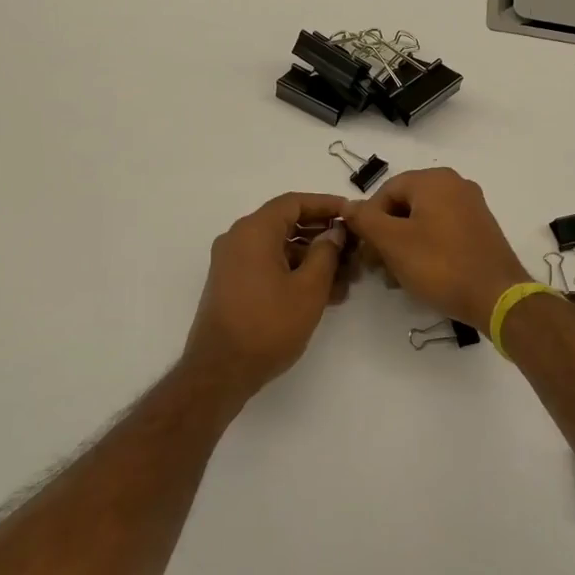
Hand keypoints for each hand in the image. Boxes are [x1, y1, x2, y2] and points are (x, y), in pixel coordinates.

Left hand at [183, 192, 350, 399]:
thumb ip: (326, 253)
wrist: (220, 371)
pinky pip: (269, 266)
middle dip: (323, 236)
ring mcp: (233, 263)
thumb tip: (333, 233)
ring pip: (280, 248)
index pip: (294, 202)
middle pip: (287, 224)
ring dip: (313, 259)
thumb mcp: (308, 289)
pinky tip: (325, 294)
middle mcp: (239, 239)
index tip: (352, 213)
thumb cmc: (268, 325)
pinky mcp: (233, 285)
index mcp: (254, 231)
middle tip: (354, 250)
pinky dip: (295, 273)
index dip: (326, 205)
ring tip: (346, 280)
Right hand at [343, 168, 529, 329]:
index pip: (386, 192)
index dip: (368, 221)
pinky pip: (442, 231)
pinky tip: (419, 274)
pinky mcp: (480, 229)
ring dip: (403, 245)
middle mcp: (455, 185)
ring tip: (396, 277)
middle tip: (376, 267)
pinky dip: (425, 248)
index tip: (365, 252)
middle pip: (404, 205)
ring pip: (422, 221)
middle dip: (385, 235)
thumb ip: (365, 220)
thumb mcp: (393, 242)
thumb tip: (348, 206)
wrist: (496, 296)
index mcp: (434, 180)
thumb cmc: (440, 265)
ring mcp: (471, 207)